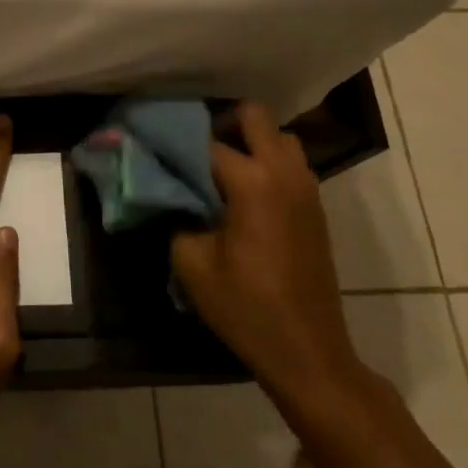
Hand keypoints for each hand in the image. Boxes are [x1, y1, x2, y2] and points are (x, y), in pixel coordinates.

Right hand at [170, 103, 364, 406]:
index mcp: (252, 183)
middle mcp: (284, 174)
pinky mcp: (315, 208)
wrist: (307, 351)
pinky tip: (242, 195)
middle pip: (254, 116)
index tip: (153, 146)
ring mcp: (306, 189)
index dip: (175, 142)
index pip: (206, 142)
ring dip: (250, 143)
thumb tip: (170, 193)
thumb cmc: (245, 307)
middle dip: (221, 123)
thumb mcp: (191, 262)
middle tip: (195, 150)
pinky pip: (290, 164)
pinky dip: (267, 163)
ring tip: (221, 171)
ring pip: (279, 138)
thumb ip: (176, 215)